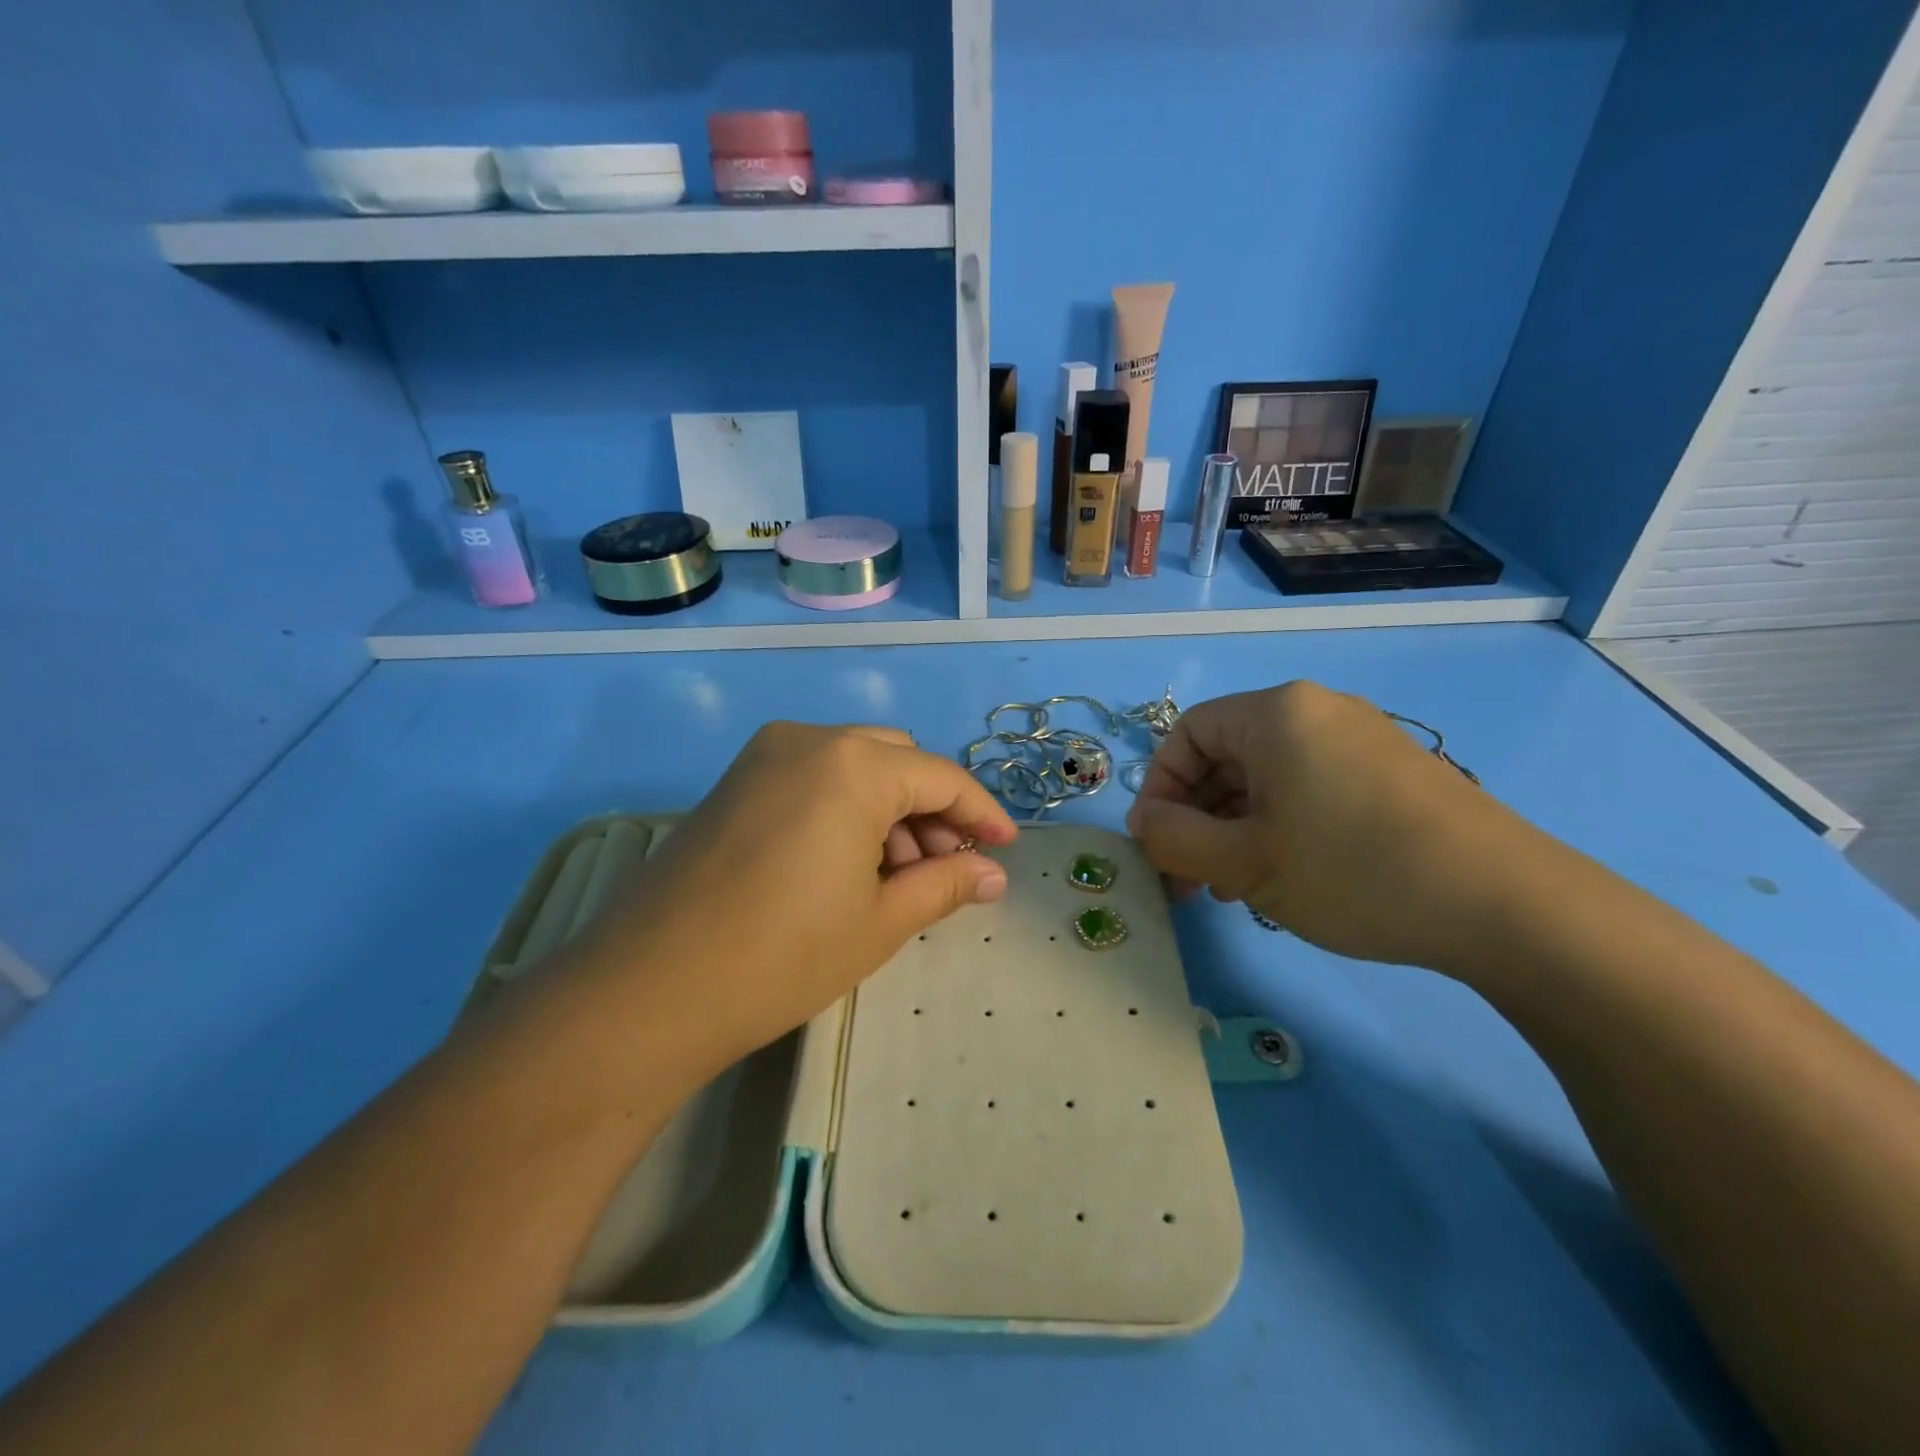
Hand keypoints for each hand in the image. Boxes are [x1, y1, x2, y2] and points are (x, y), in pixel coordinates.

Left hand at [575, 723, 1017, 1083]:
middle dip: (933, 810)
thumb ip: (945, 884)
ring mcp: (764, 756)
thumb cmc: (782, 955)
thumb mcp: (880, 922)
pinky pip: (814, 777)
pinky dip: (847, 808)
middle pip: (898, 761)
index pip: (941, 777)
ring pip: (855, 766)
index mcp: (853, 764)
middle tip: (948, 868)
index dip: (981, 813)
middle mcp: (809, 739)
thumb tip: (992, 874)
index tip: (1006, 848)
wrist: (648, 989)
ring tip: (898, 877)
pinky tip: (849, 863)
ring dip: (890, 809)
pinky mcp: (736, 781)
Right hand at [1125, 681, 1534, 971]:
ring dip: (1235, 827)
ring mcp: (1362, 739)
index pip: (1187, 734)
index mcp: (1276, 714)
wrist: (1508, 905)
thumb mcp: (1244, 862)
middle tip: (1190, 878)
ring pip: (1268, 776)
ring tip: (1232, 887)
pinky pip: (1311, 787)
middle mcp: (1318, 710)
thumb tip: (1144, 823)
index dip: (1160, 788)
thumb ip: (1174, 839)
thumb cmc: (1353, 871)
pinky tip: (1285, 875)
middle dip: (1197, 816)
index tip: (1156, 845)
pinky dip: (1281, 825)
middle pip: (1227, 755)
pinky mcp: (1394, 772)